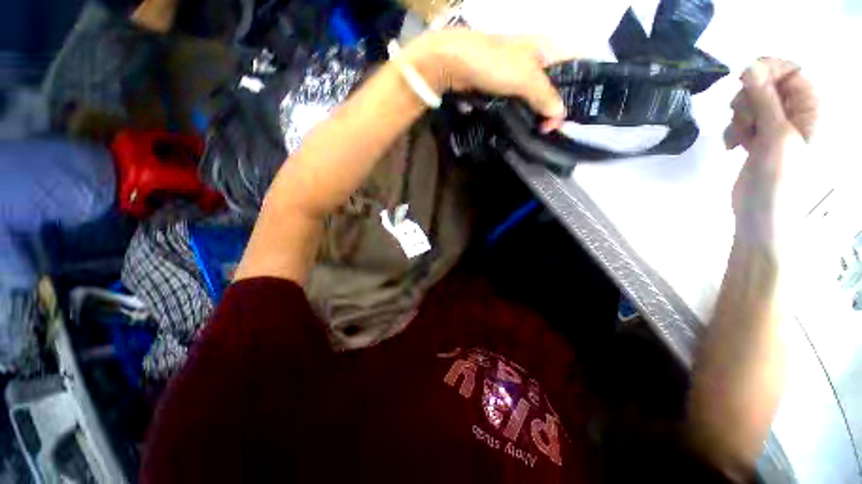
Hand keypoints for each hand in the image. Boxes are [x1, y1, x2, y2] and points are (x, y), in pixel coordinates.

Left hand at [405, 30, 567, 131]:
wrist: (444, 60)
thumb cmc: (491, 62)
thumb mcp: (527, 79)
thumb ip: (547, 97)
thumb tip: (558, 114)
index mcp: (543, 46)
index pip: (573, 63)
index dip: (580, 85)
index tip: (581, 110)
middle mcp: (531, 54)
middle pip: (554, 80)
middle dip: (556, 103)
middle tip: (556, 126)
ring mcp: (512, 66)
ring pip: (534, 90)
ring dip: (537, 108)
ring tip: (542, 129)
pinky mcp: (495, 78)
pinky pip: (515, 95)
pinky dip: (520, 108)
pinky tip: (525, 122)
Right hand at [724, 59, 817, 244]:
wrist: (762, 235)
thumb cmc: (781, 189)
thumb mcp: (778, 137)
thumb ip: (765, 95)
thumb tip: (749, 68)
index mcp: (815, 120)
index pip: (794, 70)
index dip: (770, 67)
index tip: (748, 79)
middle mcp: (802, 121)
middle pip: (772, 81)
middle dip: (752, 93)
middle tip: (743, 114)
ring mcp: (784, 131)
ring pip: (757, 96)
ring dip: (743, 111)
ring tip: (740, 135)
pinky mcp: (768, 140)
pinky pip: (750, 115)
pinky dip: (739, 125)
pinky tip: (735, 143)